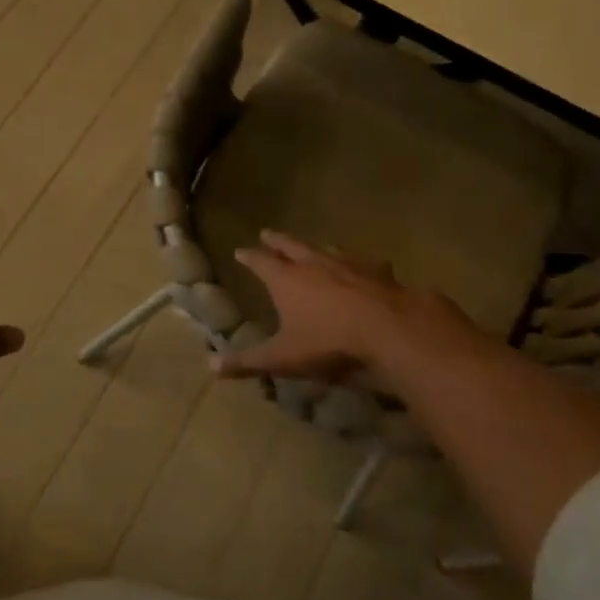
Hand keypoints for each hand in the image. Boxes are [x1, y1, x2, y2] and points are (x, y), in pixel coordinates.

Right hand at [215, 230, 460, 382]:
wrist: (388, 329)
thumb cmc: (328, 342)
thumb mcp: (283, 358)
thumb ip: (248, 362)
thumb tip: (211, 367)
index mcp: (286, 280)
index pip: (260, 262)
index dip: (249, 257)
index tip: (239, 251)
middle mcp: (313, 264)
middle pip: (290, 246)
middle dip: (276, 240)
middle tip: (267, 233)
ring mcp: (347, 264)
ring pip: (326, 249)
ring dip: (315, 247)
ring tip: (312, 246)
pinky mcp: (377, 272)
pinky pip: (365, 262)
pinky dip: (359, 263)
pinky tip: (368, 265)